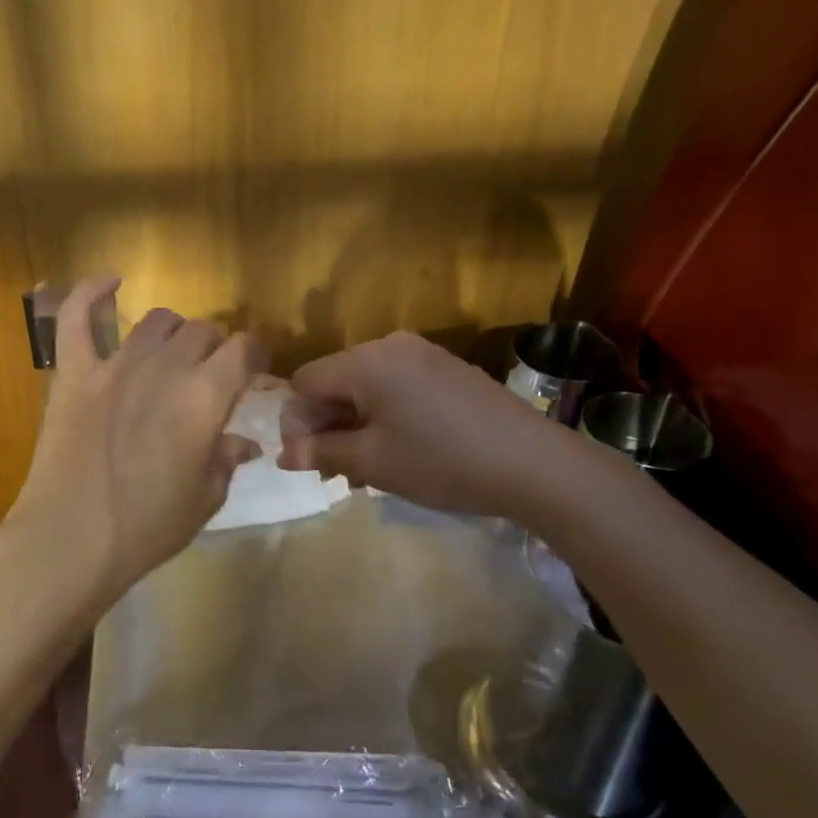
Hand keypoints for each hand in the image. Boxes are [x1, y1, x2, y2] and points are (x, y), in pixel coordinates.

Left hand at [0, 277, 261, 611]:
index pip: (245, 349)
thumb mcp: (204, 499)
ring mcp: (114, 365)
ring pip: (156, 321)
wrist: (70, 540)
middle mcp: (165, 368)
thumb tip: (243, 443)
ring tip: (171, 354)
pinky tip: (109, 281)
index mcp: (205, 397)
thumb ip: (226, 459)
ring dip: (173, 333)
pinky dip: (90, 292)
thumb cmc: (147, 528)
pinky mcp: (74, 372)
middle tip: (210, 377)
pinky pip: (76, 317)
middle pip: (202, 331)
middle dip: (215, 349)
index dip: (255, 355)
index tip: (254, 371)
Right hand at [279, 330, 594, 524]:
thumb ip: (322, 452)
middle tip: (334, 471)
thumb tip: (282, 454)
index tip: (307, 460)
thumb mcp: (374, 462)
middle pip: (336, 381)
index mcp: (366, 361)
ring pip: (367, 386)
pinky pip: (397, 386)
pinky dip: (385, 415)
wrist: (535, 464)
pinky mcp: (447, 369)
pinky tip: (398, 450)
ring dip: (355, 424)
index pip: (306, 382)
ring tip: (364, 469)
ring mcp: (424, 354)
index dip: (296, 421)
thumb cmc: (442, 462)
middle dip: (327, 425)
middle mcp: (391, 346)